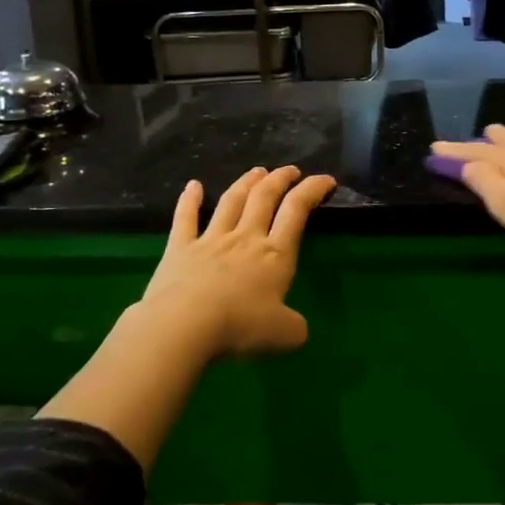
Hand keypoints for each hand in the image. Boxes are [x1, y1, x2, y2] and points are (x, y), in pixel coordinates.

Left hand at [139, 166, 335, 356]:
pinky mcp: (180, 248)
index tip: (325, 179)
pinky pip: (185, 218)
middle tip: (289, 170)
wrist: (184, 325)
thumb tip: (298, 329)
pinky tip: (192, 185)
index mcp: (275, 255)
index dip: (312, 190)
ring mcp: (211, 239)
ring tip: (256, 171)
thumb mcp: (283, 334)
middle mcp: (245, 238)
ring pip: (231, 201)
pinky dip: (189, 200)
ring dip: (246, 183)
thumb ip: (295, 328)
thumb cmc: (239, 326)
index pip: (297, 211)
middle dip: (280, 179)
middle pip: (264, 198)